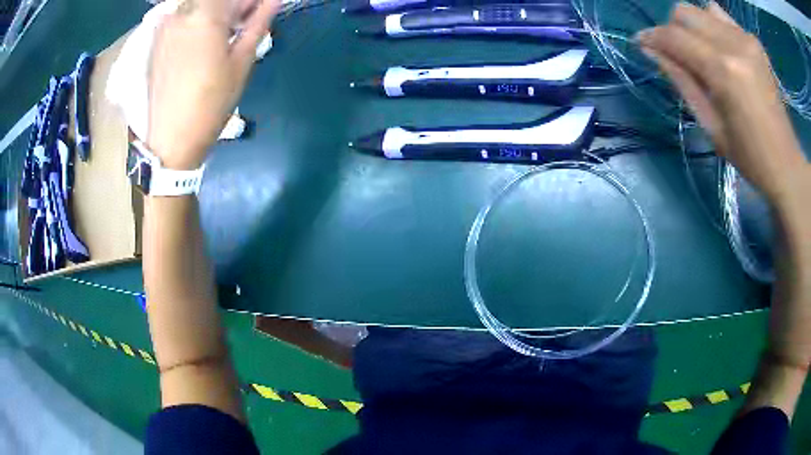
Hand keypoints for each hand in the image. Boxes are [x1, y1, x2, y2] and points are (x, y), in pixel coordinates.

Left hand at [147, 0, 279, 169]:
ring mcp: (165, 26)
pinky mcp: (156, 40)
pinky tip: (206, 39)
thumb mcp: (242, 62)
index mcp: (205, 14)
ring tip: (227, 31)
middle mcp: (181, 13)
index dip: (248, 3)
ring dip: (216, 12)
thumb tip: (274, 1)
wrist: (170, 139)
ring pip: (197, 6)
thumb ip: (258, 23)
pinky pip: (182, 17)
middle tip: (245, 22)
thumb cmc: (210, 103)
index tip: (259, 10)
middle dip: (233, 6)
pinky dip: (197, 20)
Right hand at [637, 2, 807, 202]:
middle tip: (677, 54)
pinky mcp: (754, 41)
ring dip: (693, 27)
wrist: (786, 163)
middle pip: (684, 12)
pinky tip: (720, 49)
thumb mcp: (711, 125)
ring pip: (702, 10)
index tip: (641, 43)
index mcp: (723, 70)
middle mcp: (733, 44)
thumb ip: (681, 81)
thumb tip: (651, 50)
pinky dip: (713, 26)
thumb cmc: (749, 157)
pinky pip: (722, 17)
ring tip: (701, 52)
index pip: (674, 36)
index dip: (652, 37)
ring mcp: (746, 39)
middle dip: (673, 29)